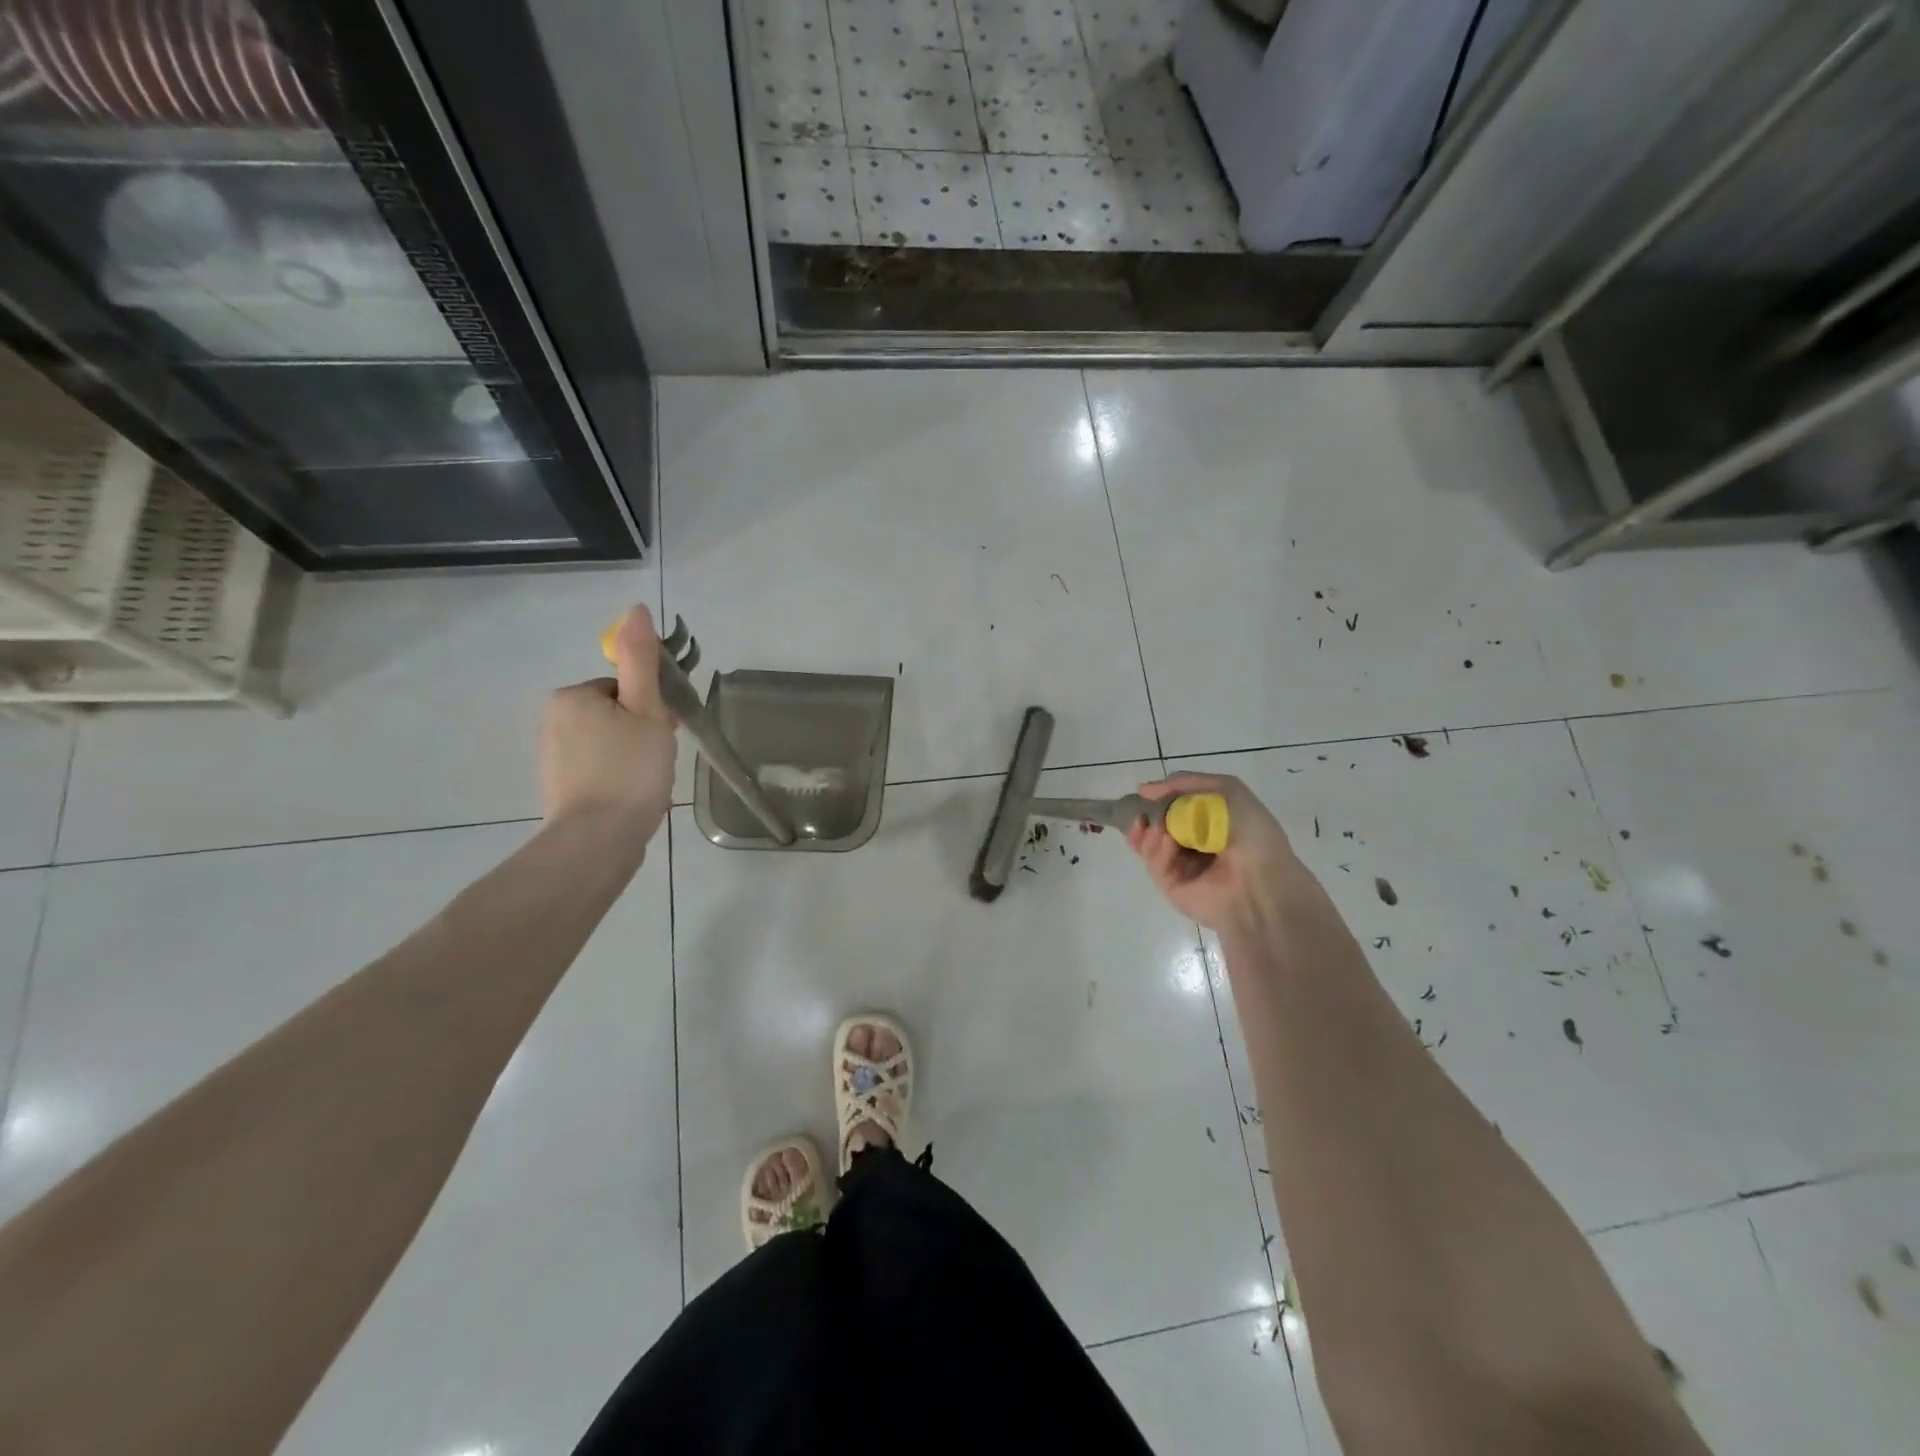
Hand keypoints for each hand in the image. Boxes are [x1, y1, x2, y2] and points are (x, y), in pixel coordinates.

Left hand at [540, 604, 677, 838]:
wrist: (598, 840)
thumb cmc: (629, 770)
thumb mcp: (646, 710)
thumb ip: (642, 661)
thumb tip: (637, 609)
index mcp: (572, 696)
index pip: (625, 690)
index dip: (652, 710)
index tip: (663, 735)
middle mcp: (553, 720)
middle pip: (616, 715)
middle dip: (641, 734)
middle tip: (656, 761)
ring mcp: (552, 756)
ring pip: (609, 743)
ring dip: (632, 758)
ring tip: (646, 783)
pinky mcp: (558, 787)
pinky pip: (598, 769)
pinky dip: (617, 778)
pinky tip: (631, 797)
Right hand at [1126, 772, 1304, 935]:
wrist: (1262, 882)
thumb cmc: (1251, 833)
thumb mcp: (1227, 790)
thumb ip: (1186, 782)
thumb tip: (1144, 790)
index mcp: (1209, 822)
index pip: (1173, 807)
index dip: (1159, 799)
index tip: (1146, 793)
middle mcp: (1193, 843)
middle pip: (1155, 825)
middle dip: (1147, 816)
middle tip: (1144, 813)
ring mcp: (1180, 866)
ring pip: (1149, 843)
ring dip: (1151, 832)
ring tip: (1160, 828)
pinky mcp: (1171, 886)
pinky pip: (1154, 864)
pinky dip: (1157, 849)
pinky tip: (1169, 843)